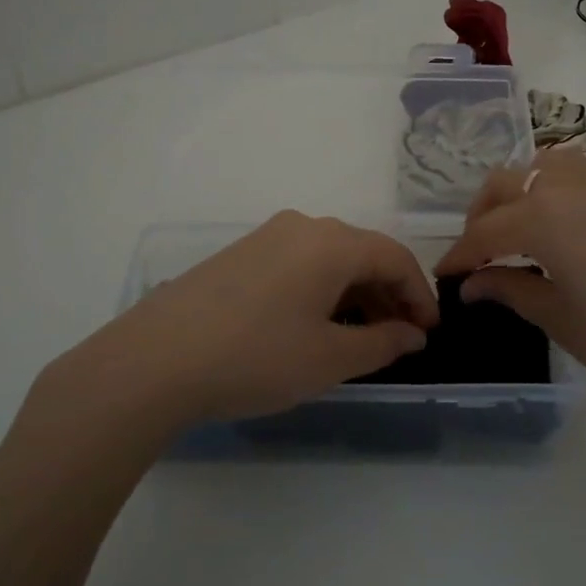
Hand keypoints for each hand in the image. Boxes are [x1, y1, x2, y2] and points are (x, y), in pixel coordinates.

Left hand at [46, 212, 438, 430]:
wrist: (156, 359)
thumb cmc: (256, 356)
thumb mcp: (329, 359)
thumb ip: (381, 343)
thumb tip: (412, 334)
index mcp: (331, 242)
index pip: (395, 257)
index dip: (420, 295)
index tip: (429, 334)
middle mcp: (301, 226)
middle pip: (362, 253)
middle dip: (388, 295)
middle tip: (399, 340)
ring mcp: (266, 236)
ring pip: (329, 258)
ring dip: (354, 294)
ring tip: (359, 339)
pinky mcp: (239, 255)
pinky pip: (298, 264)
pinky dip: (321, 290)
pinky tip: (313, 325)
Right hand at [435, 152, 585, 434]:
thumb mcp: (563, 321)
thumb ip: (511, 290)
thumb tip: (473, 283)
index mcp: (544, 218)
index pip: (485, 231)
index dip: (460, 255)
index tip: (446, 276)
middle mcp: (570, 185)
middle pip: (506, 183)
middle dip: (483, 215)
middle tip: (479, 253)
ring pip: (544, 165)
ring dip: (521, 190)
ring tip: (521, 228)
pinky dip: (563, 186)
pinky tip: (571, 220)